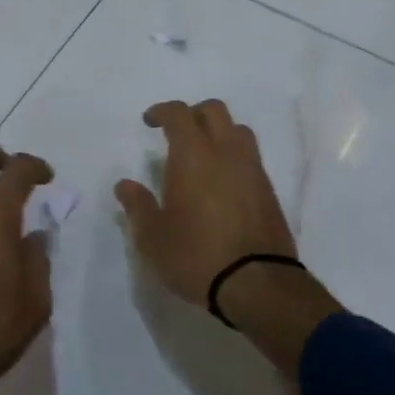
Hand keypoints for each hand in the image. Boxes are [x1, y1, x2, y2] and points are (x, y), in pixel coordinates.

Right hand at [115, 100, 296, 307]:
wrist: (257, 284)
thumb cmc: (196, 255)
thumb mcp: (153, 237)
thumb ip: (137, 205)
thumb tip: (125, 185)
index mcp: (193, 155)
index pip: (179, 114)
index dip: (162, 111)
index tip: (149, 121)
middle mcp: (226, 152)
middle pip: (214, 110)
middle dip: (193, 114)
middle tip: (176, 132)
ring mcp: (252, 170)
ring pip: (238, 130)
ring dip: (218, 131)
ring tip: (202, 155)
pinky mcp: (269, 191)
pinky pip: (250, 157)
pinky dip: (233, 156)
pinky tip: (221, 182)